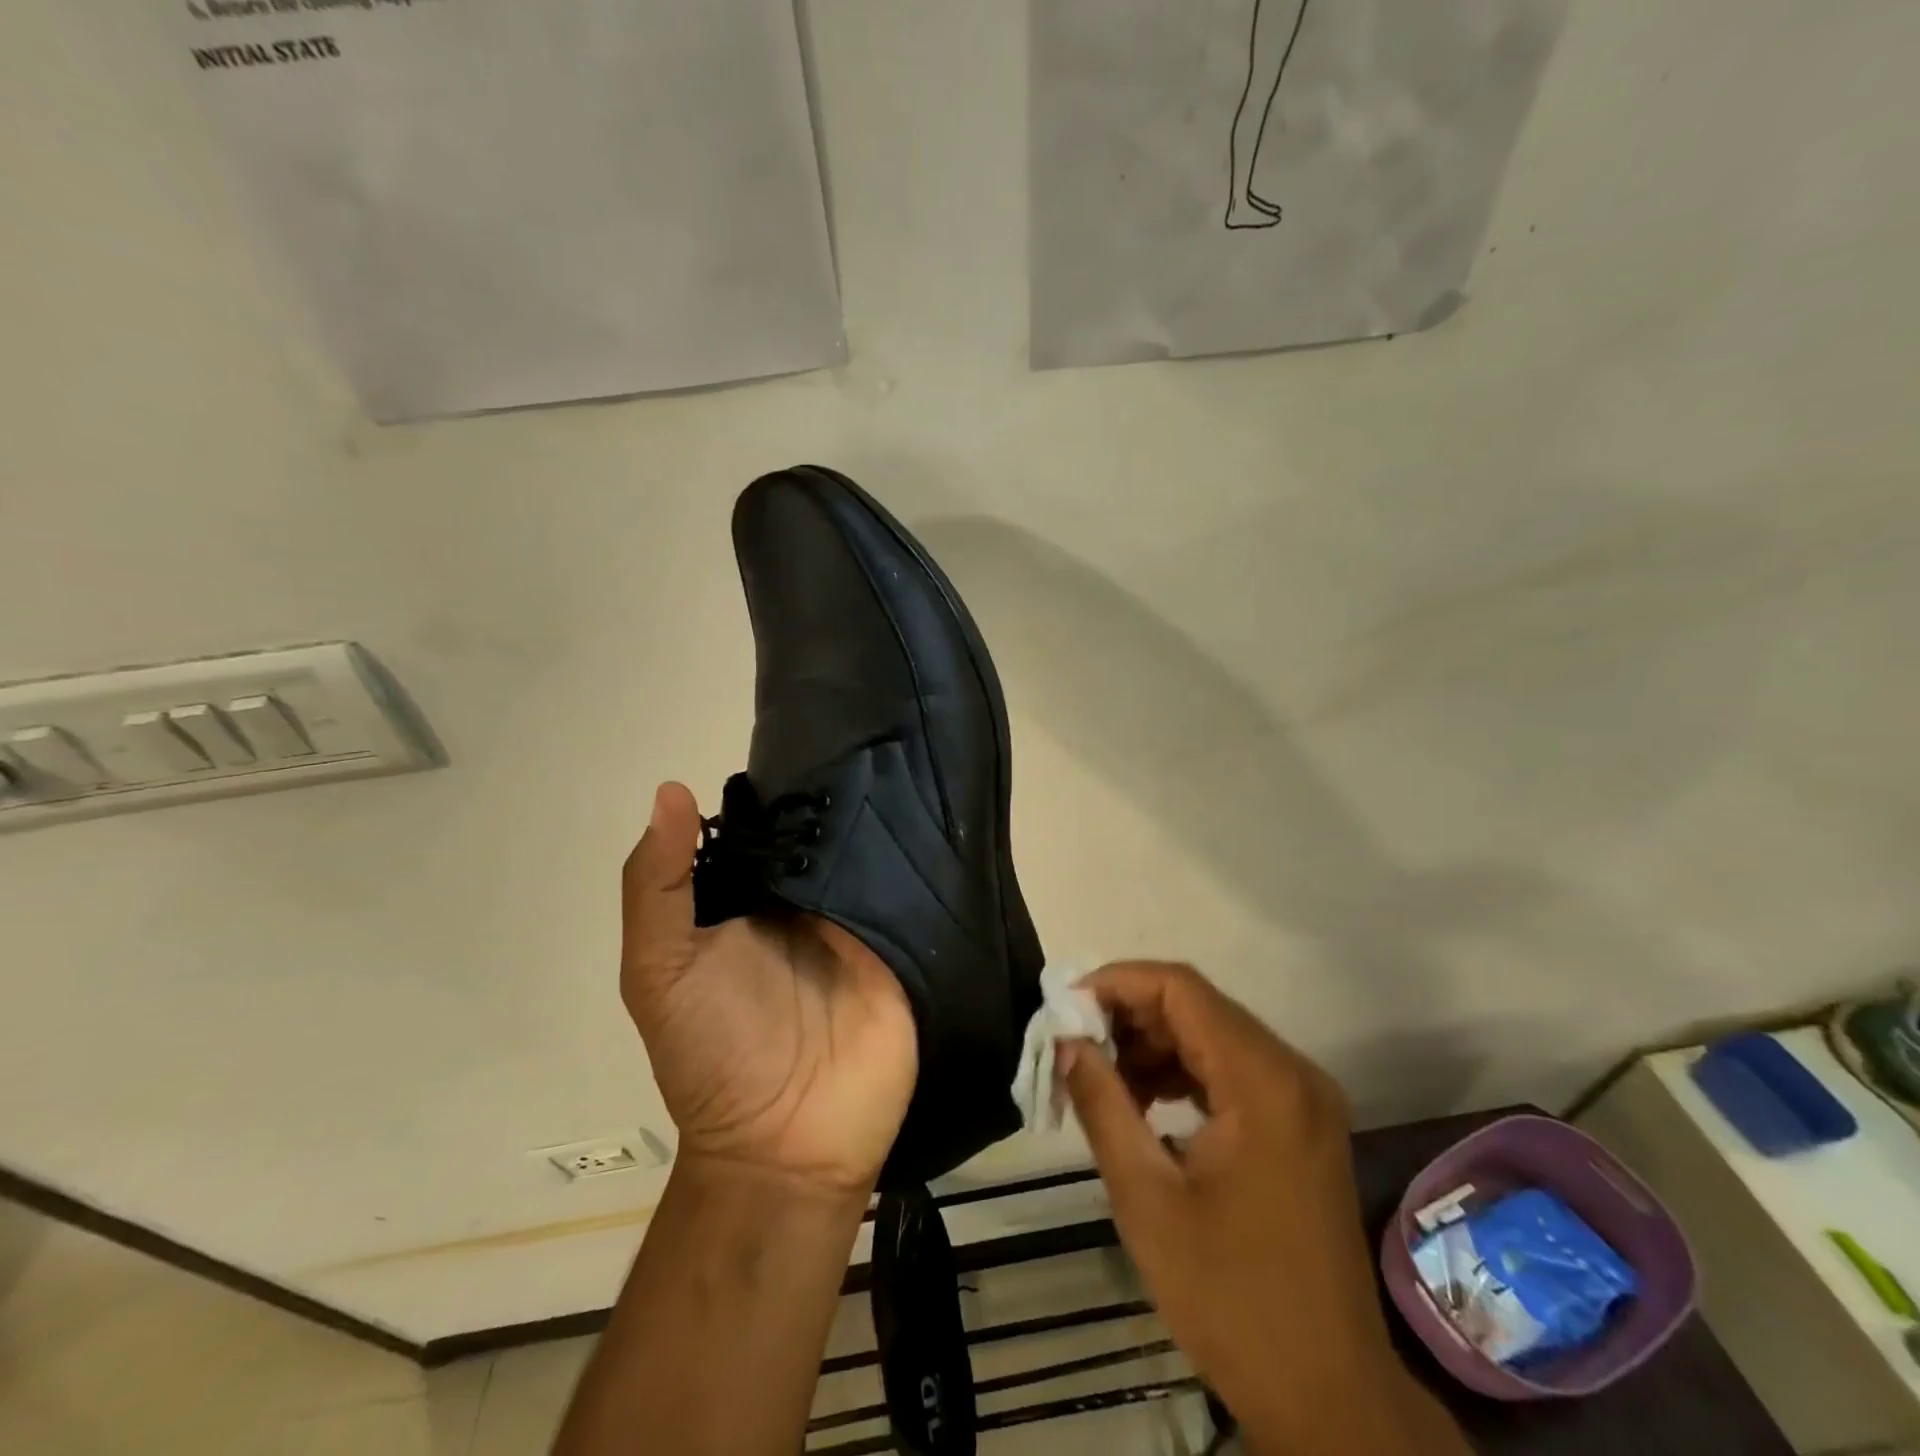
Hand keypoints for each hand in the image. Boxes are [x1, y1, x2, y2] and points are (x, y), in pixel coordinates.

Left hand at [620, 782, 917, 1194]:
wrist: (788, 1146)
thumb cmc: (713, 1053)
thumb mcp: (660, 970)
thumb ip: (657, 887)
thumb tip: (671, 790)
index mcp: (747, 899)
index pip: (764, 827)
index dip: (775, 789)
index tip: (806, 739)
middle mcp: (804, 902)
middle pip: (824, 835)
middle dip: (838, 796)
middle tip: (869, 745)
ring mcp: (859, 922)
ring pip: (872, 856)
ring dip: (885, 823)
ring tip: (910, 763)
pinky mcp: (904, 944)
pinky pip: (914, 892)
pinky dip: (923, 862)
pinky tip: (940, 817)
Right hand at [1062, 962, 1466, 1455]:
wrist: (1331, 1399)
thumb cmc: (1232, 1300)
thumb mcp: (1147, 1199)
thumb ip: (1102, 1104)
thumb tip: (1067, 1042)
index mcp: (1263, 1082)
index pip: (1181, 989)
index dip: (1118, 983)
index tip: (1067, 1007)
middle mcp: (1293, 1072)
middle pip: (1199, 1006)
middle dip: (1130, 1015)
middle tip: (1076, 1044)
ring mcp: (1304, 1098)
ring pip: (1214, 1035)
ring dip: (1154, 1045)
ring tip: (1102, 1078)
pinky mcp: (1302, 1124)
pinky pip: (1233, 1070)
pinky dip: (1184, 1073)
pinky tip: (1144, 1104)